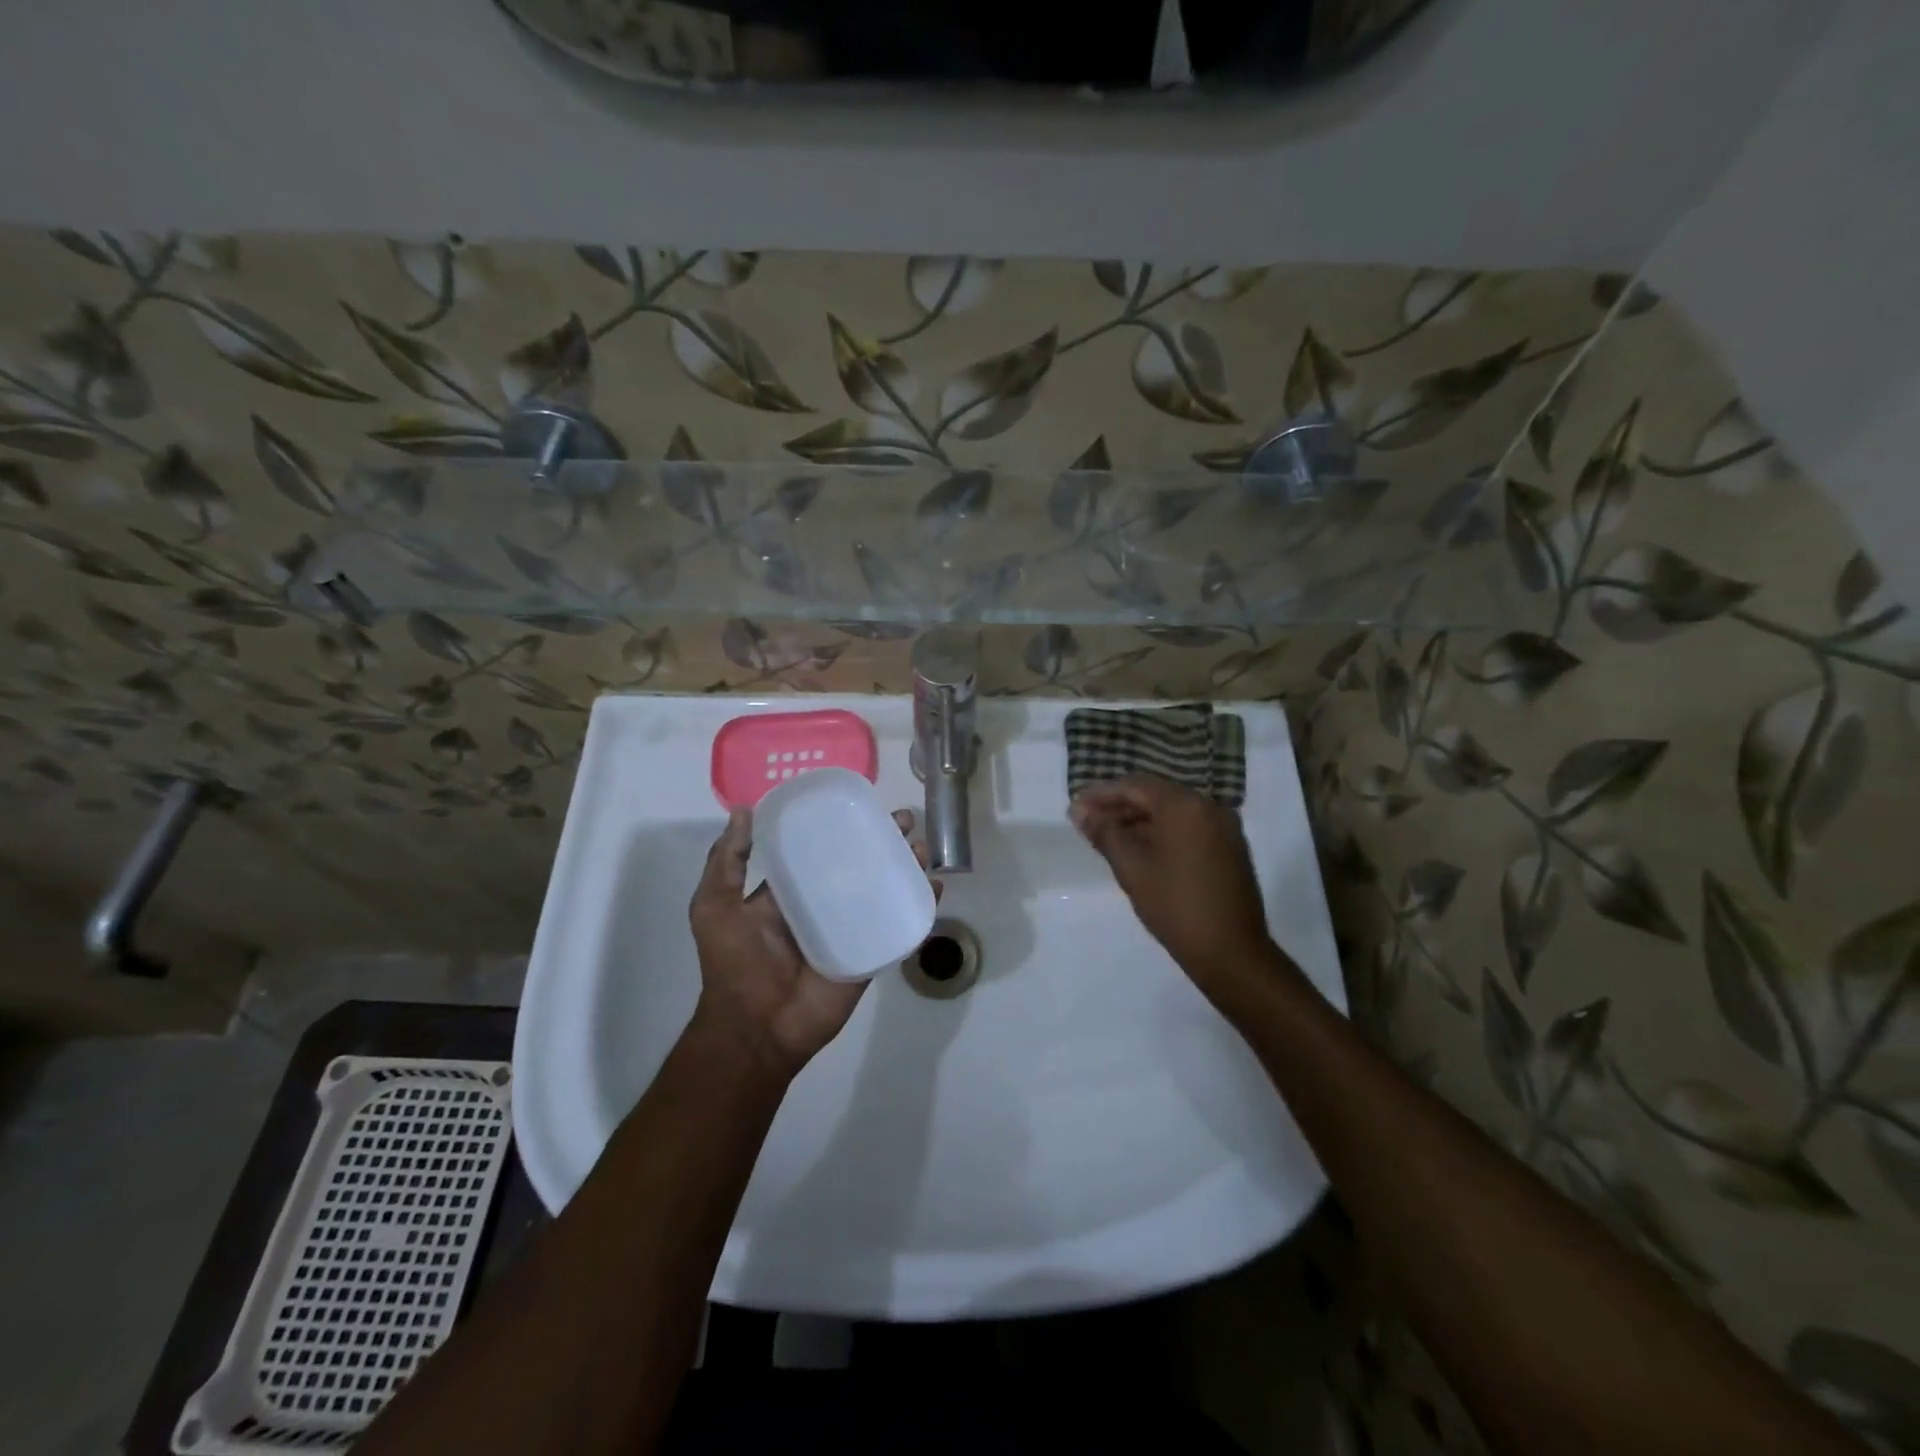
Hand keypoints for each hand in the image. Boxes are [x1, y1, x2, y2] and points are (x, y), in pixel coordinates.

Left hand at [687, 805, 929, 1077]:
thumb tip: (742, 811)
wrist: (756, 1028)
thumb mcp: (714, 906)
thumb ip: (727, 862)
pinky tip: (933, 888)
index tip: (862, 800)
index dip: (841, 823)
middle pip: (861, 863)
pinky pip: (897, 926)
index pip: (820, 847)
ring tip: (922, 848)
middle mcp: (823, 903)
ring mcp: (849, 928)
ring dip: (906, 867)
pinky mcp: (869, 953)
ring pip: (884, 889)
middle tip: (906, 819)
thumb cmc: (733, 964)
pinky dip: (918, 906)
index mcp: (790, 890)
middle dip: (884, 839)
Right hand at [1071, 775, 1274, 990]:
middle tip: (1087, 824)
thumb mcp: (1131, 866)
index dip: (1101, 794)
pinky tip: (1140, 850)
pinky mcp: (1230, 847)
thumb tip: (1079, 810)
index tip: (1075, 809)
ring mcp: (1224, 827)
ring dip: (1139, 821)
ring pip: (1172, 812)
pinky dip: (1162, 832)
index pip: (1134, 785)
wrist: (1231, 952)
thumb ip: (1104, 832)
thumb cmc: (1174, 905)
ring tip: (1108, 839)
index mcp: (1184, 804)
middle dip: (1119, 807)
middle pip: (1155, 795)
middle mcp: (1208, 806)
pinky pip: (1189, 827)